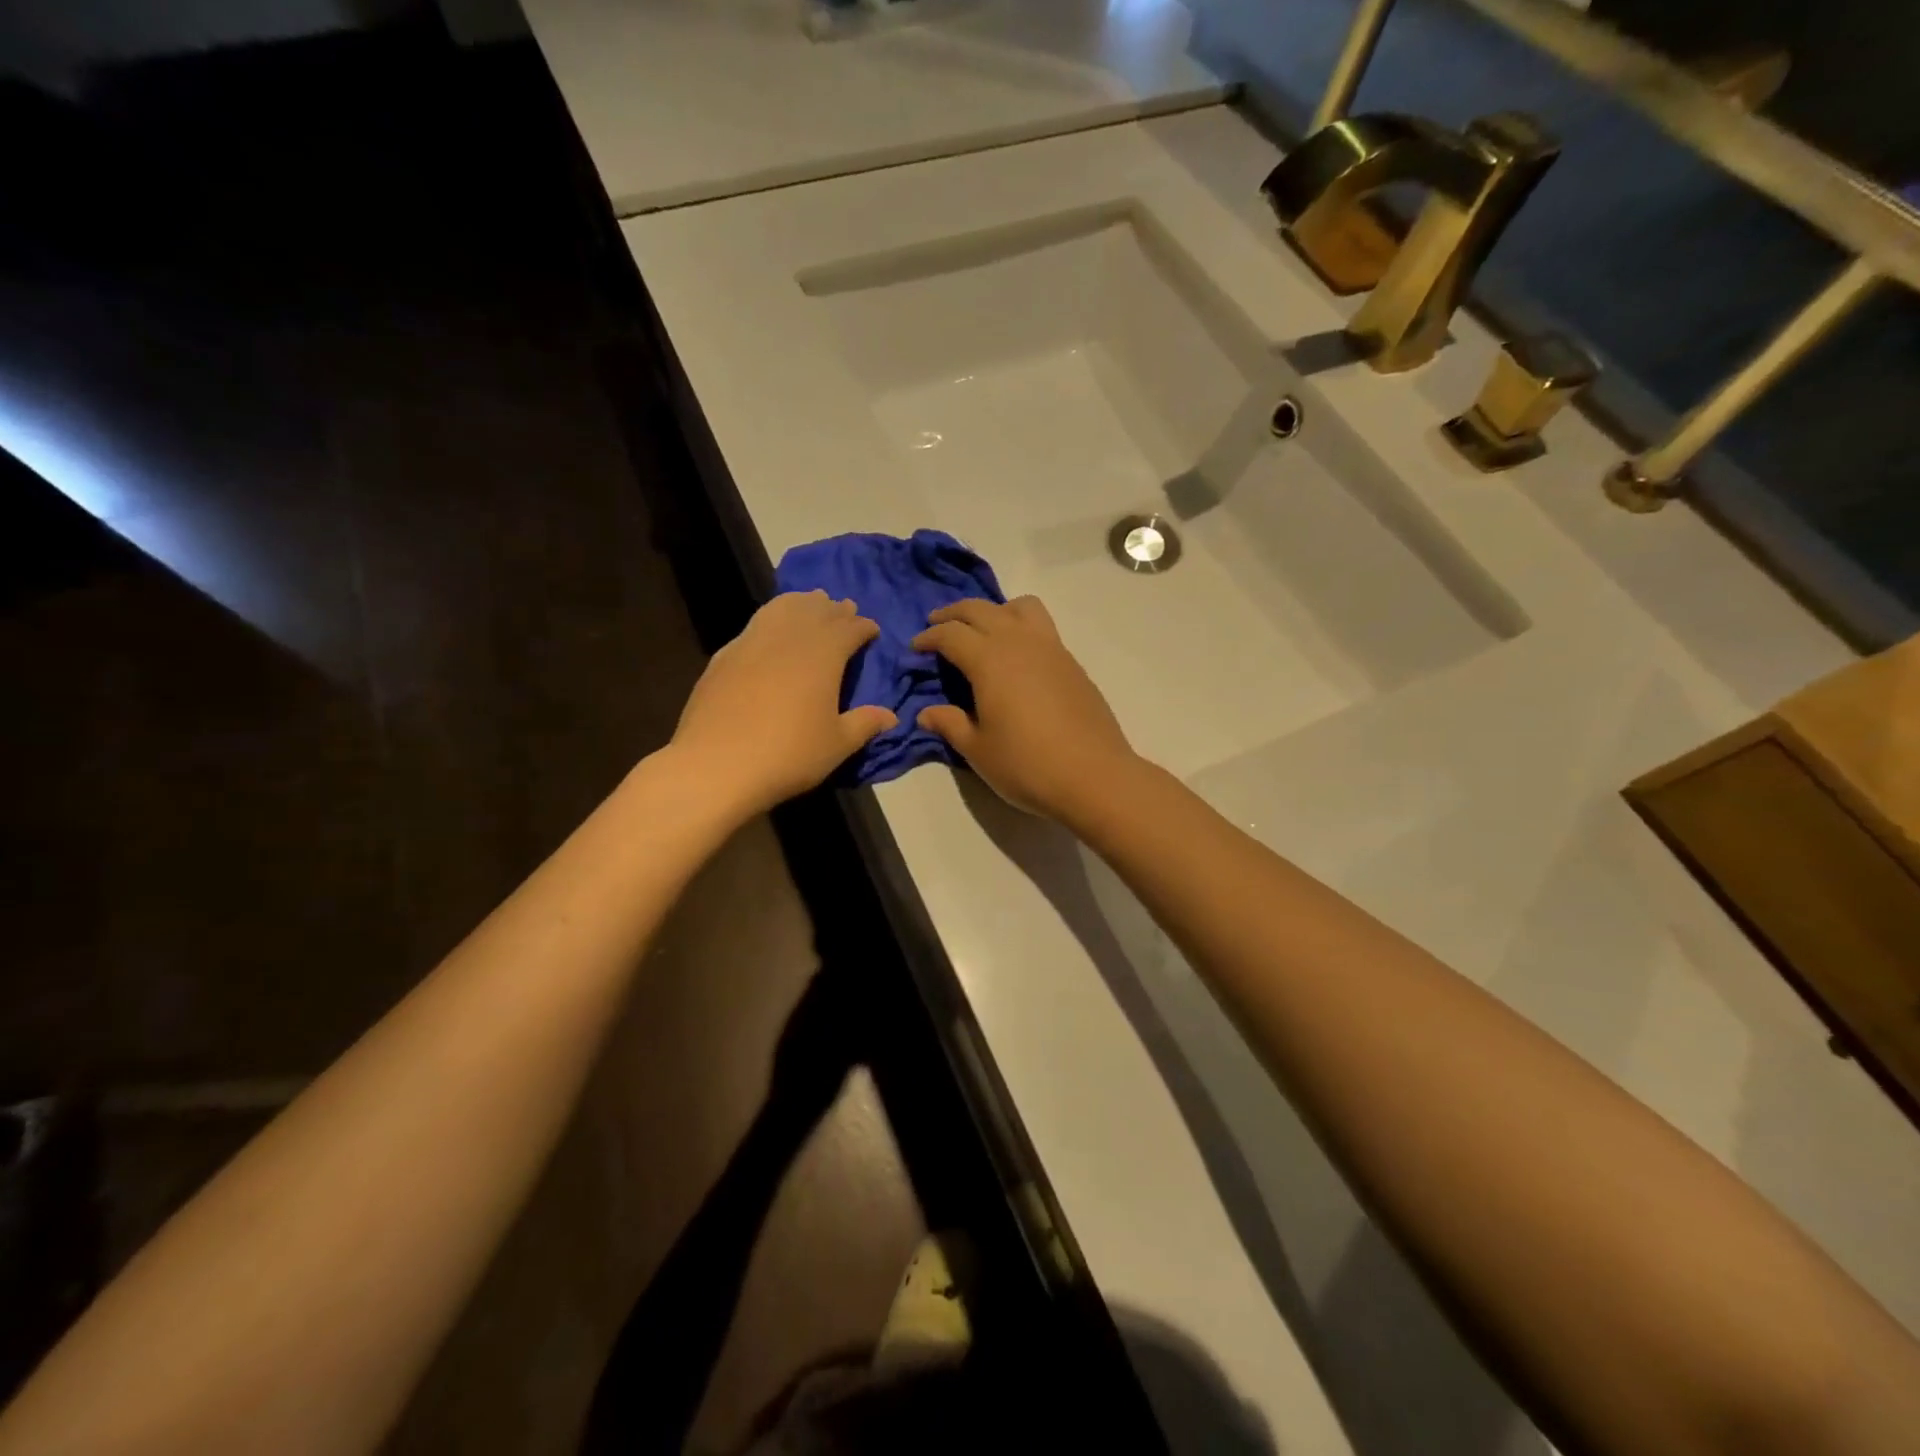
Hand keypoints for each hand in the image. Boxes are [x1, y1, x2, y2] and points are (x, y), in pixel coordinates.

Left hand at [672, 591, 895, 816]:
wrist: (716, 765)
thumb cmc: (788, 755)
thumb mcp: (837, 745)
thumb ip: (864, 724)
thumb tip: (890, 717)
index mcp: (823, 654)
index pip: (849, 628)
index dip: (863, 626)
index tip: (872, 630)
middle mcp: (789, 637)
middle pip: (816, 611)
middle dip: (835, 609)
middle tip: (846, 610)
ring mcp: (752, 642)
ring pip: (782, 608)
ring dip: (802, 603)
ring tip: (810, 603)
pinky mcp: (725, 655)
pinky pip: (756, 624)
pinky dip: (772, 618)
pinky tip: (771, 630)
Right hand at [911, 596, 1136, 821]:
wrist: (1094, 776)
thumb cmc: (1027, 765)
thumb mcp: (978, 750)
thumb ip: (949, 724)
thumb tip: (925, 713)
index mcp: (989, 659)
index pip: (951, 634)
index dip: (928, 637)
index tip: (915, 647)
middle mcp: (1019, 642)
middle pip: (981, 609)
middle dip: (954, 614)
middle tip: (936, 625)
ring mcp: (1051, 648)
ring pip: (1019, 607)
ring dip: (993, 610)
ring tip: (982, 630)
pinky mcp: (1071, 663)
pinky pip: (1041, 627)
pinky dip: (1019, 626)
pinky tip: (1016, 657)